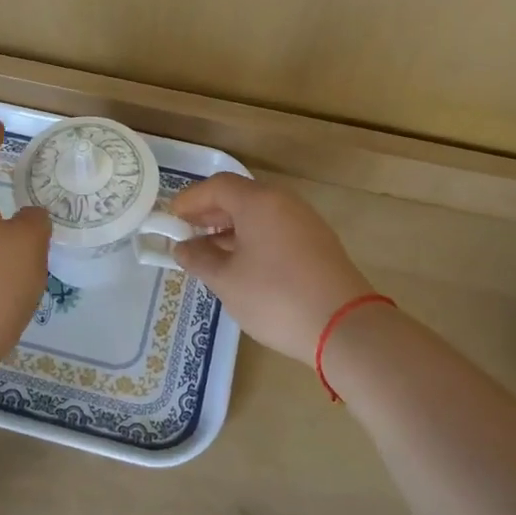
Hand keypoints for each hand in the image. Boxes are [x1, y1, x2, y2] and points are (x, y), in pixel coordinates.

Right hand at [170, 174, 375, 361]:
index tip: (170, 220)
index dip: (190, 200)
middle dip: (209, 213)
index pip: (216, 186)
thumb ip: (199, 259)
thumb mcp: (227, 281)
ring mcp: (304, 221)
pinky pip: (275, 229)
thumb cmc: (276, 298)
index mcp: (259, 202)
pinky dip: (252, 238)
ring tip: (209, 254)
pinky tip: (241, 265)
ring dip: (230, 228)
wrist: (345, 328)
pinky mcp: (317, 243)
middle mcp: (283, 202)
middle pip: (239, 196)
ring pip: (259, 214)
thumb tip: (181, 248)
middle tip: (186, 235)